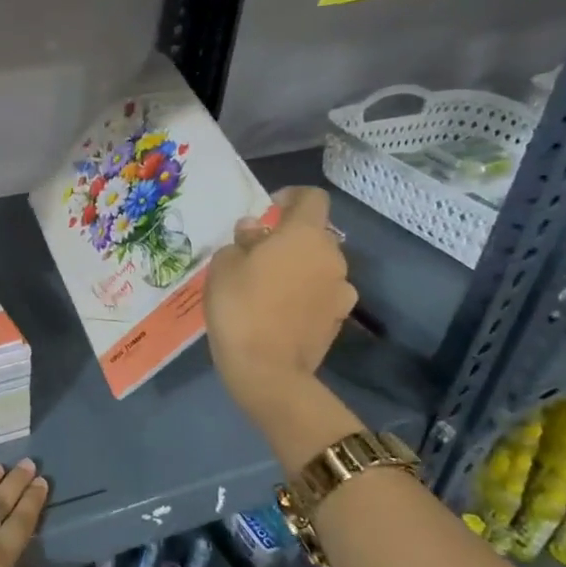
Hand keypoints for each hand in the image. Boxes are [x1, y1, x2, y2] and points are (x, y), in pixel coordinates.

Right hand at [204, 187, 354, 411]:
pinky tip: (279, 311)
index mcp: (305, 234)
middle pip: (315, 234)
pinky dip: (305, 295)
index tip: (268, 210)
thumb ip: (242, 241)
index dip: (290, 197)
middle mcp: (332, 256)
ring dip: (298, 268)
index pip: (312, 197)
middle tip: (257, 254)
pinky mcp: (340, 319)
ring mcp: (341, 290)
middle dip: (290, 238)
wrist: (266, 369)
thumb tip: (257, 232)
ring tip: (267, 286)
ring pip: (319, 266)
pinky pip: (321, 294)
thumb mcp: (224, 265)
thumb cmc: (240, 306)